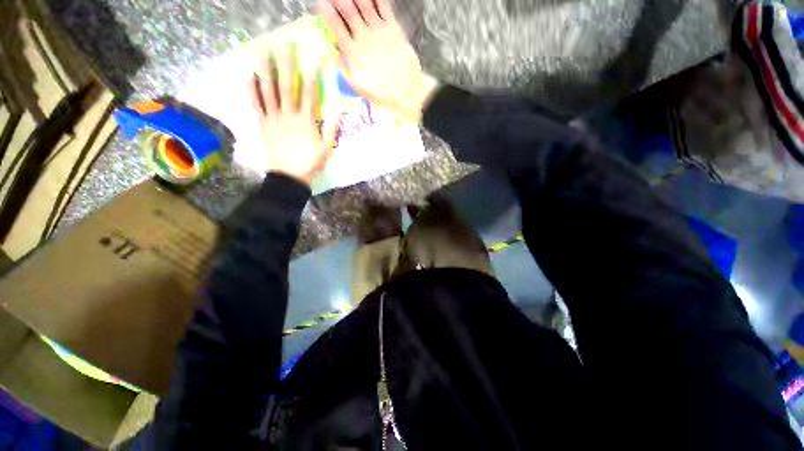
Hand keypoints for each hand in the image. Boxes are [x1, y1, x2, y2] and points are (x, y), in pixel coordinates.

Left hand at [249, 47, 332, 185]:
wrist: (290, 176)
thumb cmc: (311, 162)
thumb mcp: (327, 148)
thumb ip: (331, 128)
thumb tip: (338, 111)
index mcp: (306, 121)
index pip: (309, 94)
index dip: (311, 77)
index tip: (312, 60)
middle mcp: (289, 115)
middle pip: (287, 87)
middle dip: (287, 66)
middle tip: (284, 47)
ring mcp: (273, 118)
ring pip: (269, 92)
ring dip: (266, 72)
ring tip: (263, 54)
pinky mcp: (263, 124)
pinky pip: (256, 105)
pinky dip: (252, 91)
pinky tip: (250, 77)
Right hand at [317, 0, 435, 120]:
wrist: (405, 92)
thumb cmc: (381, 92)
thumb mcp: (357, 85)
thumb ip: (343, 66)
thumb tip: (333, 49)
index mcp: (352, 52)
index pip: (336, 26)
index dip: (327, 12)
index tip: (322, 3)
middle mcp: (363, 36)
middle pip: (348, 9)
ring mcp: (379, 30)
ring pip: (363, 3)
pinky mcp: (393, 27)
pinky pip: (383, 5)